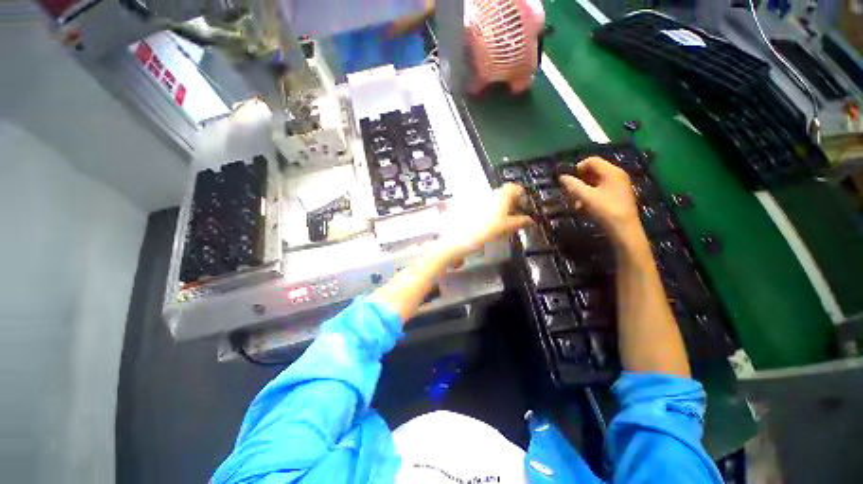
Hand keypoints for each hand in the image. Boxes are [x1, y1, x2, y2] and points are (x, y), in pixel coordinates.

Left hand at [439, 183, 533, 259]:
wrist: (460, 238)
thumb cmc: (485, 231)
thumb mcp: (508, 227)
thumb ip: (521, 222)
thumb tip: (529, 220)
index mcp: (501, 195)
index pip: (516, 188)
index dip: (522, 197)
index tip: (523, 207)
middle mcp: (489, 193)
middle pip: (504, 194)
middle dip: (510, 204)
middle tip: (513, 217)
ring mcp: (477, 199)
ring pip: (492, 200)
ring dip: (498, 209)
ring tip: (499, 223)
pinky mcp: (468, 206)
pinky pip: (482, 206)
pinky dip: (487, 212)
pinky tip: (486, 224)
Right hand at [559, 157, 641, 240]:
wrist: (623, 230)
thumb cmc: (604, 210)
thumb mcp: (585, 197)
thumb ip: (572, 185)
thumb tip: (562, 177)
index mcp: (611, 171)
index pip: (592, 161)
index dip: (577, 167)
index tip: (567, 180)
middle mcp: (617, 175)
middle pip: (594, 171)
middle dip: (580, 180)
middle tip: (569, 191)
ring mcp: (619, 186)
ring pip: (596, 182)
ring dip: (583, 190)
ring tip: (575, 202)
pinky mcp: (618, 197)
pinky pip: (601, 190)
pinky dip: (591, 196)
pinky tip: (584, 207)